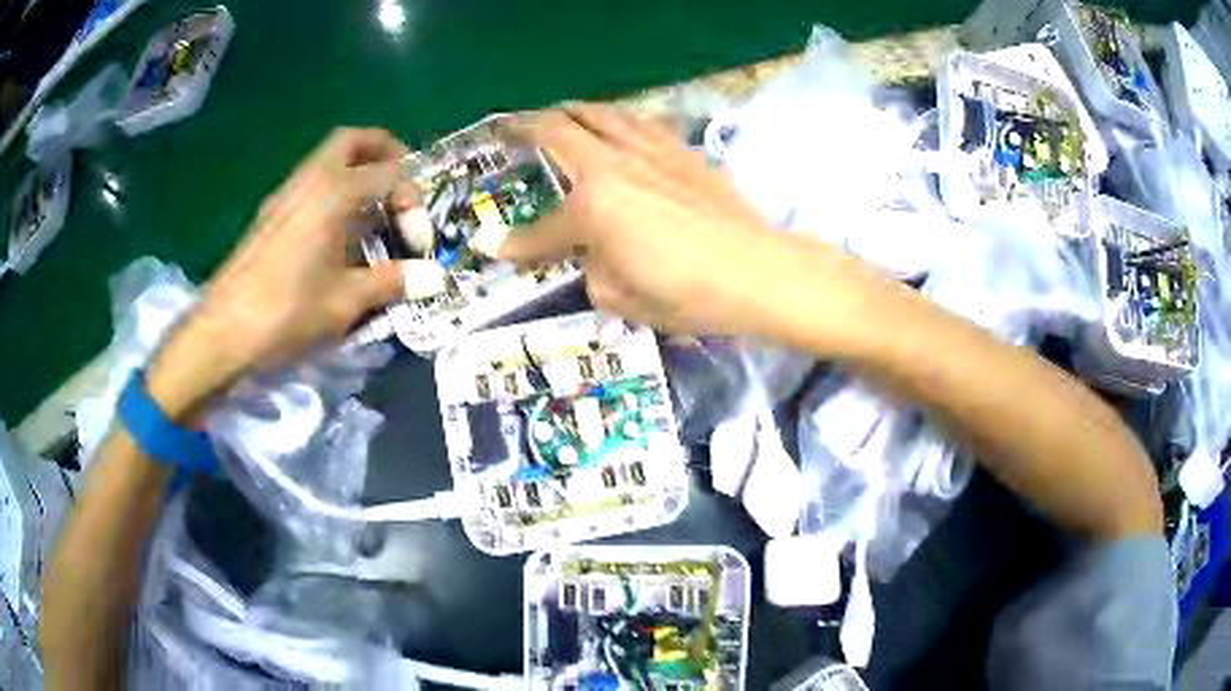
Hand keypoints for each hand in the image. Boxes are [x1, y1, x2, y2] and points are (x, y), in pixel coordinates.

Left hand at [148, 128, 409, 418]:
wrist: (222, 331)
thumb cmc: (285, 312)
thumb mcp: (345, 301)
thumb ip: (391, 281)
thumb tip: (435, 278)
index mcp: (334, 192)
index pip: (391, 175)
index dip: (414, 205)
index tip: (417, 246)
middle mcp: (311, 179)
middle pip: (355, 141)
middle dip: (387, 153)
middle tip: (402, 186)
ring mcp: (286, 194)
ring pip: (329, 159)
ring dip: (358, 173)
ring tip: (374, 215)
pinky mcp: (272, 214)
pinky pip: (312, 183)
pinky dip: (335, 192)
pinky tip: (338, 235)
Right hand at [497, 103, 844, 336]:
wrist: (759, 273)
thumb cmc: (688, 295)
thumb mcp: (622, 298)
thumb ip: (592, 269)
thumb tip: (591, 254)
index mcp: (592, 206)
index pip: (541, 229)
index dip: (514, 244)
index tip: (492, 246)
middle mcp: (614, 165)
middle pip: (559, 132)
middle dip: (525, 128)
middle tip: (507, 127)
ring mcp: (650, 151)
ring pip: (600, 113)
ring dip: (571, 111)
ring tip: (558, 112)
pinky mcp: (682, 151)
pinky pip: (639, 122)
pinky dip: (616, 118)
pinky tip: (617, 124)